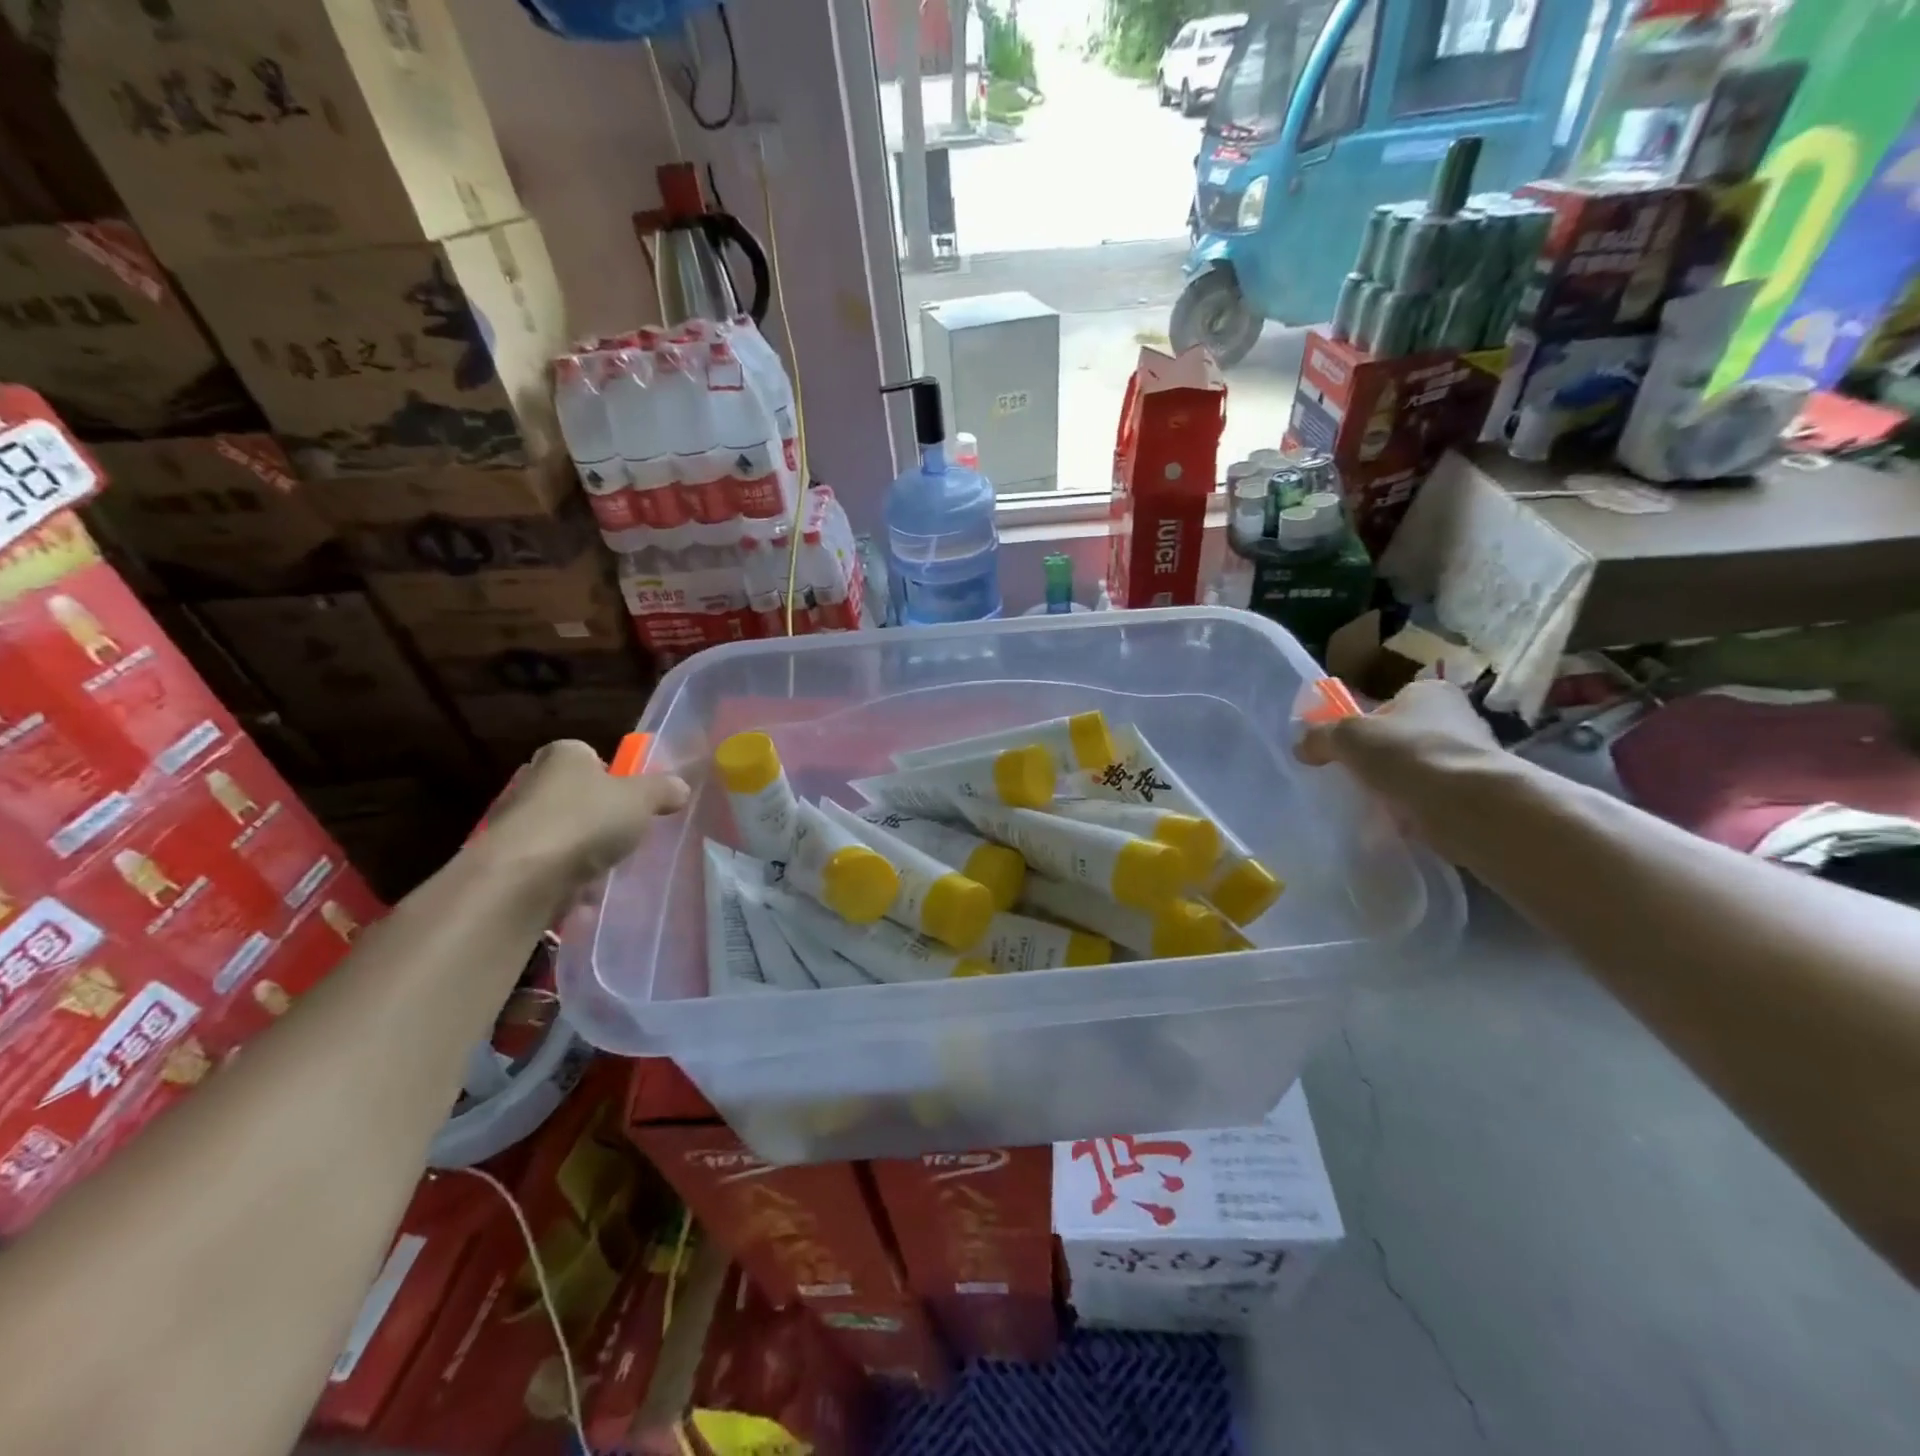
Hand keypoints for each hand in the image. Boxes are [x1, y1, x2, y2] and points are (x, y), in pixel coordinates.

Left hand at [477, 740, 689, 898]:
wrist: (521, 876)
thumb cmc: (586, 820)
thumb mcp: (641, 799)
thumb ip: (663, 790)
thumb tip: (680, 787)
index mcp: (564, 755)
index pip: (589, 755)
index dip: (612, 775)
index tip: (631, 800)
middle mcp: (532, 780)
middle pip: (573, 794)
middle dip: (596, 814)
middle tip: (623, 834)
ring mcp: (514, 821)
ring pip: (559, 832)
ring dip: (580, 850)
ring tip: (606, 869)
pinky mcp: (506, 860)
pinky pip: (545, 866)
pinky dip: (563, 878)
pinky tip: (582, 895)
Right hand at [1297, 679, 1505, 861]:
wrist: (1469, 806)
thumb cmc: (1406, 755)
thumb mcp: (1347, 737)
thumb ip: (1320, 736)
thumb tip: (1303, 745)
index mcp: (1429, 692)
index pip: (1387, 704)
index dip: (1363, 725)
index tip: (1347, 750)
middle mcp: (1457, 717)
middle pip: (1402, 737)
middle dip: (1380, 759)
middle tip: (1356, 778)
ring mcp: (1472, 756)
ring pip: (1418, 769)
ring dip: (1398, 786)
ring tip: (1376, 804)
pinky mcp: (1479, 793)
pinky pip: (1434, 798)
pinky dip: (1417, 809)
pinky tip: (1401, 822)